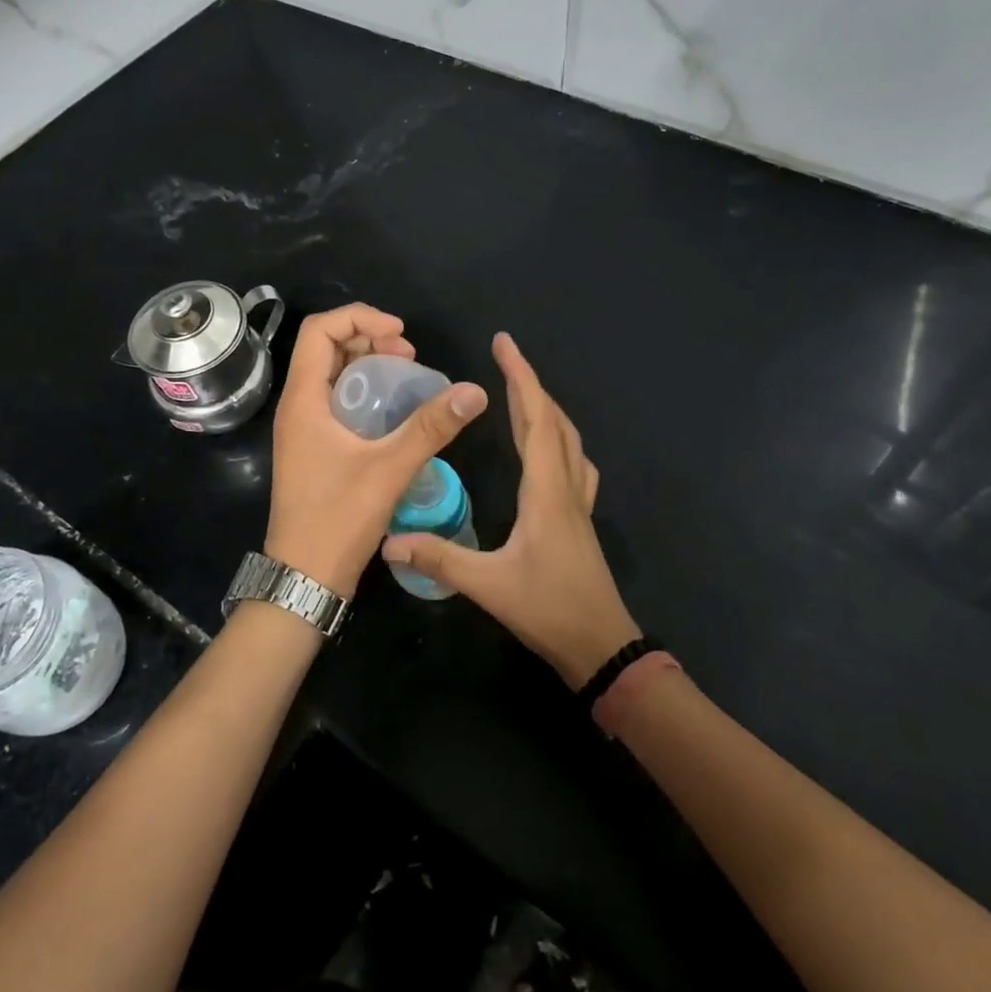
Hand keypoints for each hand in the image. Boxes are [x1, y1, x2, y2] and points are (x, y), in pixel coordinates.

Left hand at [264, 303, 487, 597]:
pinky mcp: (312, 447)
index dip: (360, 318)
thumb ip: (431, 427)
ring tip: (407, 373)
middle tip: (409, 354)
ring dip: (367, 363)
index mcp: (303, 399)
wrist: (304, 578)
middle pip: (325, 347)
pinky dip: (364, 390)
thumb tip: (474, 391)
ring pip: (331, 374)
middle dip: (368, 337)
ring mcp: (303, 428)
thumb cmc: (338, 519)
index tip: (400, 333)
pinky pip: (335, 400)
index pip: (319, 330)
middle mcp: (297, 406)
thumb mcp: (390, 468)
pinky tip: (394, 408)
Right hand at [383, 333, 639, 687]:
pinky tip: (547, 447)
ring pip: (567, 439)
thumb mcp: (489, 586)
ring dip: (545, 408)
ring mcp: (578, 502)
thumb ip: (440, 559)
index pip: (536, 419)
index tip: (505, 344)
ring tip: (520, 393)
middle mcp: (566, 486)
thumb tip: (389, 542)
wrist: (602, 647)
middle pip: (553, 421)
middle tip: (504, 357)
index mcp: (547, 490)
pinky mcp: (579, 518)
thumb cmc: (549, 610)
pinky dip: (557, 437)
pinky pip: (572, 461)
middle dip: (530, 384)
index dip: (521, 378)